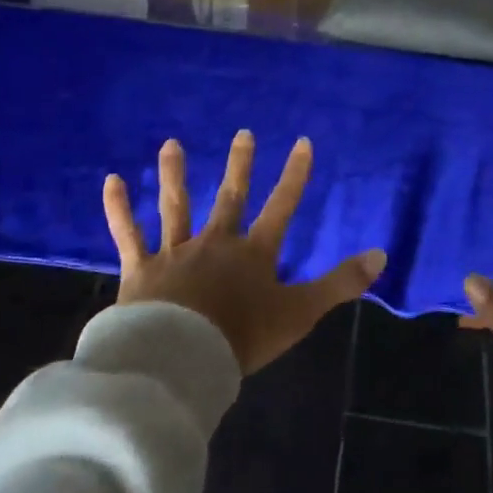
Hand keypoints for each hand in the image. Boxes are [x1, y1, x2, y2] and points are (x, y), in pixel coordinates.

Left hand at [103, 132, 384, 374]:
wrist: (181, 359)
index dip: (294, 175)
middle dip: (240, 165)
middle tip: (243, 133)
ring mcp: (176, 253)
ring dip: (175, 174)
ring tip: (170, 145)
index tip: (302, 142)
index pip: (281, 206)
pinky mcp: (141, 269)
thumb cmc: (242, 337)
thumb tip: (381, 255)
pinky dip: (119, 209)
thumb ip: (341, 284)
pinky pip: (128, 234)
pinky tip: (111, 181)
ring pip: (176, 206)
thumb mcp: (300, 312)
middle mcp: (216, 243)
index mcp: (254, 253)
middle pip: (230, 197)